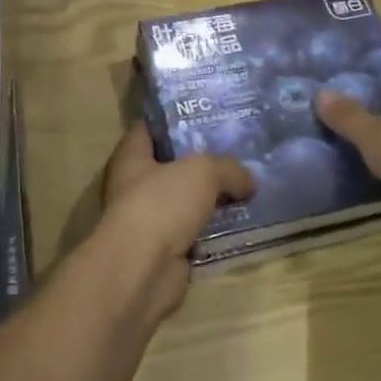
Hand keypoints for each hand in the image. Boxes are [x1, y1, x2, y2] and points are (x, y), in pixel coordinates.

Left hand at [96, 122, 253, 322]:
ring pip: (187, 201)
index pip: (148, 128)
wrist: (144, 269)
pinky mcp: (167, 250)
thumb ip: (228, 169)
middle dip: (202, 159)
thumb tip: (248, 183)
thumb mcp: (203, 171)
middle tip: (239, 149)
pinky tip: (244, 220)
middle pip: (172, 166)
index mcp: (131, 158)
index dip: (173, 118)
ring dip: (212, 198)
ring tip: (249, 184)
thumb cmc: (162, 204)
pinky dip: (215, 229)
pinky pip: (196, 232)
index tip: (205, 111)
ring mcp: (150, 221)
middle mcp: (135, 186)